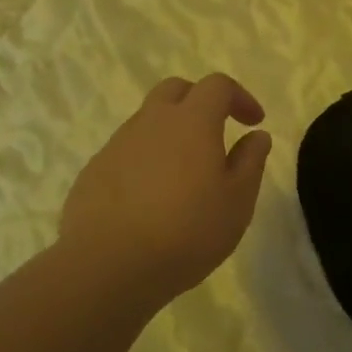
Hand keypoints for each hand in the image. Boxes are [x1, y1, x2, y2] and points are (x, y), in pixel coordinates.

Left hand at [60, 74, 273, 309]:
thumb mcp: (237, 201)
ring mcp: (118, 145)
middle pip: (175, 90)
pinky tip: (150, 198)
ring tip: (184, 173)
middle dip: (200, 102)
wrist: (107, 265)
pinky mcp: (94, 171)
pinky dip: (145, 161)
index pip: (217, 86)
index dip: (239, 97)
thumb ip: (250, 162)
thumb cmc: (187, 231)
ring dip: (170, 133)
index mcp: (192, 121)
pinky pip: (126, 152)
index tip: (254, 123)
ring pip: (148, 121)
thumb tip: (257, 136)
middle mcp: (152, 122)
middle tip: (216, 133)